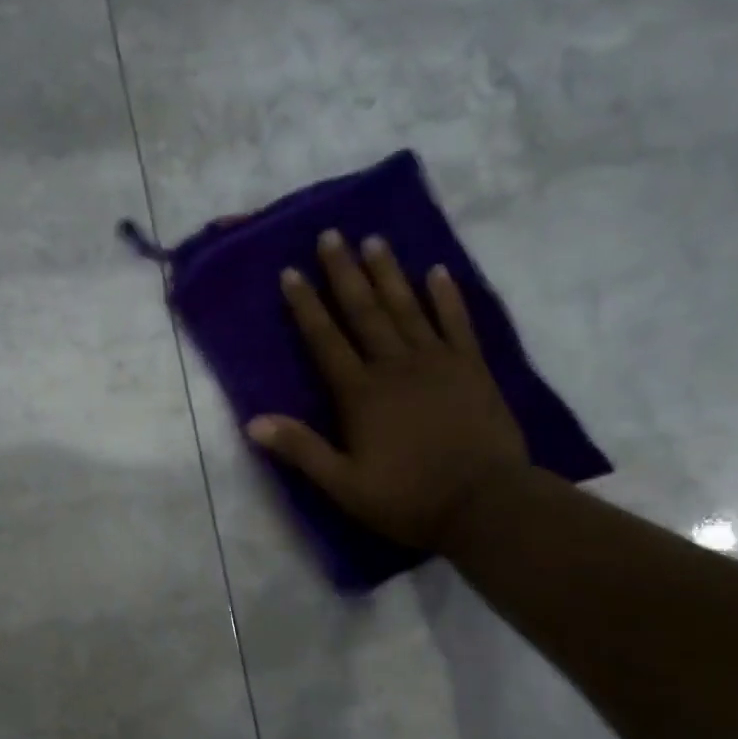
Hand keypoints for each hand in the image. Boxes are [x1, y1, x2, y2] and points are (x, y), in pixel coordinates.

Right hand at [246, 230, 528, 551]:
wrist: (485, 503)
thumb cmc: (408, 498)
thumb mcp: (344, 485)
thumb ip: (301, 450)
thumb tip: (253, 423)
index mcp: (361, 394)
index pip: (326, 340)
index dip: (306, 306)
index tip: (291, 272)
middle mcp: (395, 366)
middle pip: (365, 311)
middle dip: (344, 273)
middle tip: (331, 235)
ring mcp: (438, 362)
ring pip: (407, 308)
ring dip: (389, 273)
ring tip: (374, 240)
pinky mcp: (473, 368)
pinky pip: (457, 323)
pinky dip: (447, 296)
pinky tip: (437, 271)